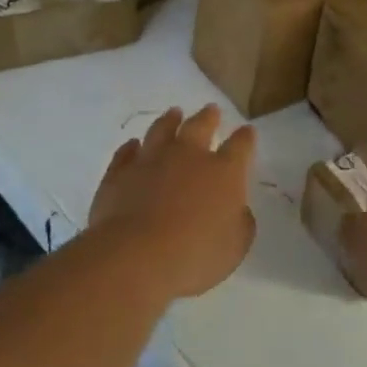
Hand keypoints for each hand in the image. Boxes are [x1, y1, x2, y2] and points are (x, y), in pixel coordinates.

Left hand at [88, 105, 256, 298]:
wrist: (135, 256)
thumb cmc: (195, 255)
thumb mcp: (235, 247)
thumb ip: (240, 223)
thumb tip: (238, 211)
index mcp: (223, 172)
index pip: (240, 146)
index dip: (245, 138)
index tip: (247, 131)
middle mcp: (188, 156)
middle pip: (200, 126)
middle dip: (208, 117)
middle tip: (211, 110)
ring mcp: (151, 160)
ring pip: (162, 130)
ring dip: (169, 121)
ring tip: (174, 114)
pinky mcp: (119, 172)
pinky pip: (126, 153)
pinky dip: (131, 148)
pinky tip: (133, 146)